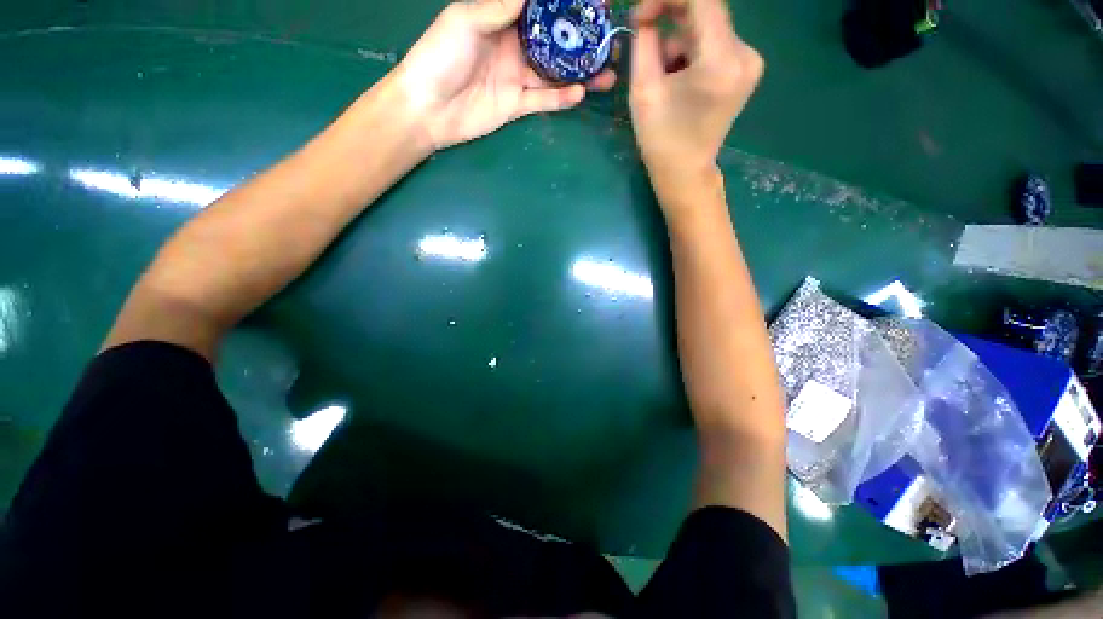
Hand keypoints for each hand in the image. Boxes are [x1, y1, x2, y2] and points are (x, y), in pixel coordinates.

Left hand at [395, 0, 616, 150]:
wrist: (427, 108)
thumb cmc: (440, 56)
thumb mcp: (467, 20)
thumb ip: (501, 6)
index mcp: (502, 19)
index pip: (541, 9)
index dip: (566, 6)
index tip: (595, 3)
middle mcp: (514, 46)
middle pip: (555, 42)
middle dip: (581, 41)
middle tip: (608, 42)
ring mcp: (517, 78)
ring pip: (555, 74)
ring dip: (580, 74)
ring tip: (606, 73)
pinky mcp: (517, 105)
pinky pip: (544, 101)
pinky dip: (562, 98)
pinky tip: (579, 94)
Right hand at [629, 0, 763, 199]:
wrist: (684, 171)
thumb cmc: (660, 139)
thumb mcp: (643, 89)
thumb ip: (645, 40)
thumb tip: (647, 12)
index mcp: (720, 61)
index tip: (641, 13)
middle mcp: (745, 54)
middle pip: (707, 10)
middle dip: (671, 15)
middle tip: (643, 30)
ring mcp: (750, 61)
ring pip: (708, 27)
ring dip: (680, 39)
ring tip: (664, 76)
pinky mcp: (747, 68)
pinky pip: (715, 42)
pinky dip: (693, 50)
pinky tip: (681, 78)